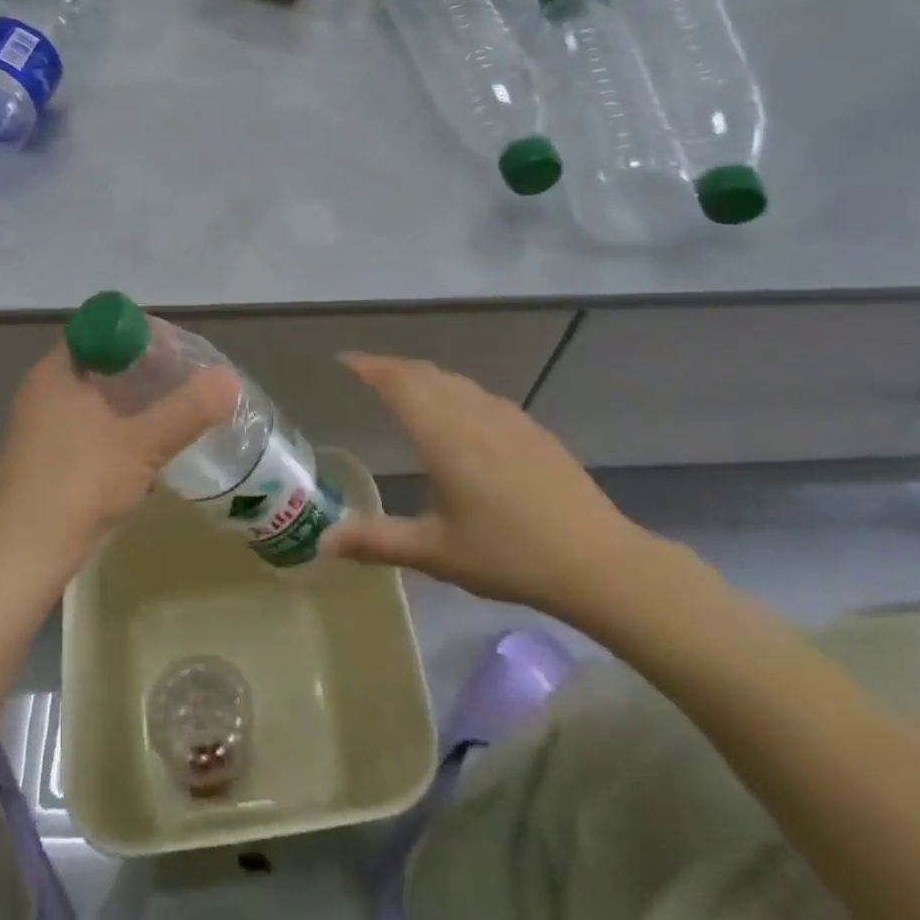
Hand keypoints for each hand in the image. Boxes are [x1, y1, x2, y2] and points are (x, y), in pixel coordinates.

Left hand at [0, 344, 238, 589]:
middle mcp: (44, 391)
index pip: (104, 329)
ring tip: (175, 416)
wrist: (20, 561)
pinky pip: (91, 431)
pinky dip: (120, 434)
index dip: (144, 334)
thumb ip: (188, 410)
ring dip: (135, 405)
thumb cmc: (78, 486)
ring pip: (98, 401)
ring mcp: (41, 428)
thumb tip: (229, 378)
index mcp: (58, 372)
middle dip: (147, 371)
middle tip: (186, 382)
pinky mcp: (45, 462)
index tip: (179, 352)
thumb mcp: (142, 444)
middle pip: (104, 364)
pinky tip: (148, 456)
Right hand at [321, 353, 670, 629]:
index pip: (397, 383)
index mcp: (443, 435)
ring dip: (422, 376)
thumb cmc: (509, 555)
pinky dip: (452, 390)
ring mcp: (506, 416)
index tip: (344, 360)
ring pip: (454, 381)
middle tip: (366, 373)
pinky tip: (459, 414)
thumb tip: (322, 543)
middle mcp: (472, 413)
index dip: (368, 366)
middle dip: (391, 367)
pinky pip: (479, 394)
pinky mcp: (530, 428)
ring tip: (405, 388)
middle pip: (424, 374)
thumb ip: (376, 541)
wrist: (597, 560)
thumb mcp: (436, 553)